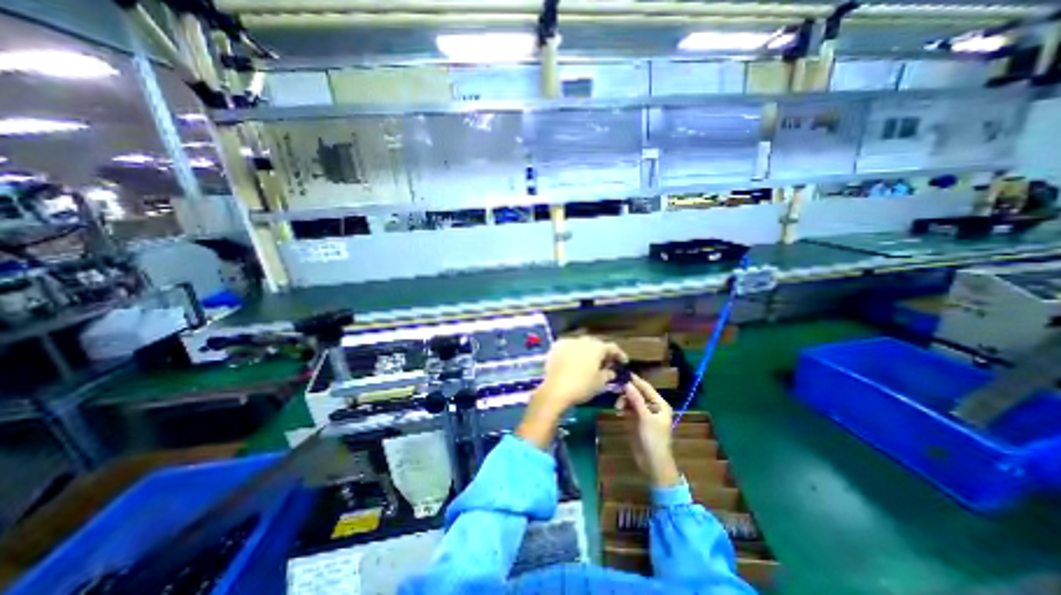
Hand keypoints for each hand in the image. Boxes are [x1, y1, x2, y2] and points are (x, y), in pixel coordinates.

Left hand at [534, 338, 622, 414]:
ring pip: (581, 343)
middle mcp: (583, 340)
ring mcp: (568, 341)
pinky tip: (573, 360)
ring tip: (588, 361)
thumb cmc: (582, 386)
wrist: (556, 390)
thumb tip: (611, 371)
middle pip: (596, 344)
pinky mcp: (556, 346)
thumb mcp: (600, 383)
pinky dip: (573, 351)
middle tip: (606, 363)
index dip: (619, 355)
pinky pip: (569, 346)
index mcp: (597, 347)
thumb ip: (608, 374)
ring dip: (587, 351)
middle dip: (602, 352)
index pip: (612, 347)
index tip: (623, 362)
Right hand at [614, 377, 679, 488]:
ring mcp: (644, 413)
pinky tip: (618, 411)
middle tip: (614, 390)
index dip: (635, 380)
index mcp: (660, 404)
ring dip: (623, 400)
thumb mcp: (645, 418)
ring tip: (617, 407)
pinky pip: (628, 408)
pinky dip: (623, 407)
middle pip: (637, 393)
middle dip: (627, 391)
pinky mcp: (636, 420)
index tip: (622, 373)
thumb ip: (636, 400)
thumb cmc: (653, 439)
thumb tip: (627, 383)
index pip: (646, 387)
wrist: (653, 463)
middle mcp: (652, 406)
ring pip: (631, 400)